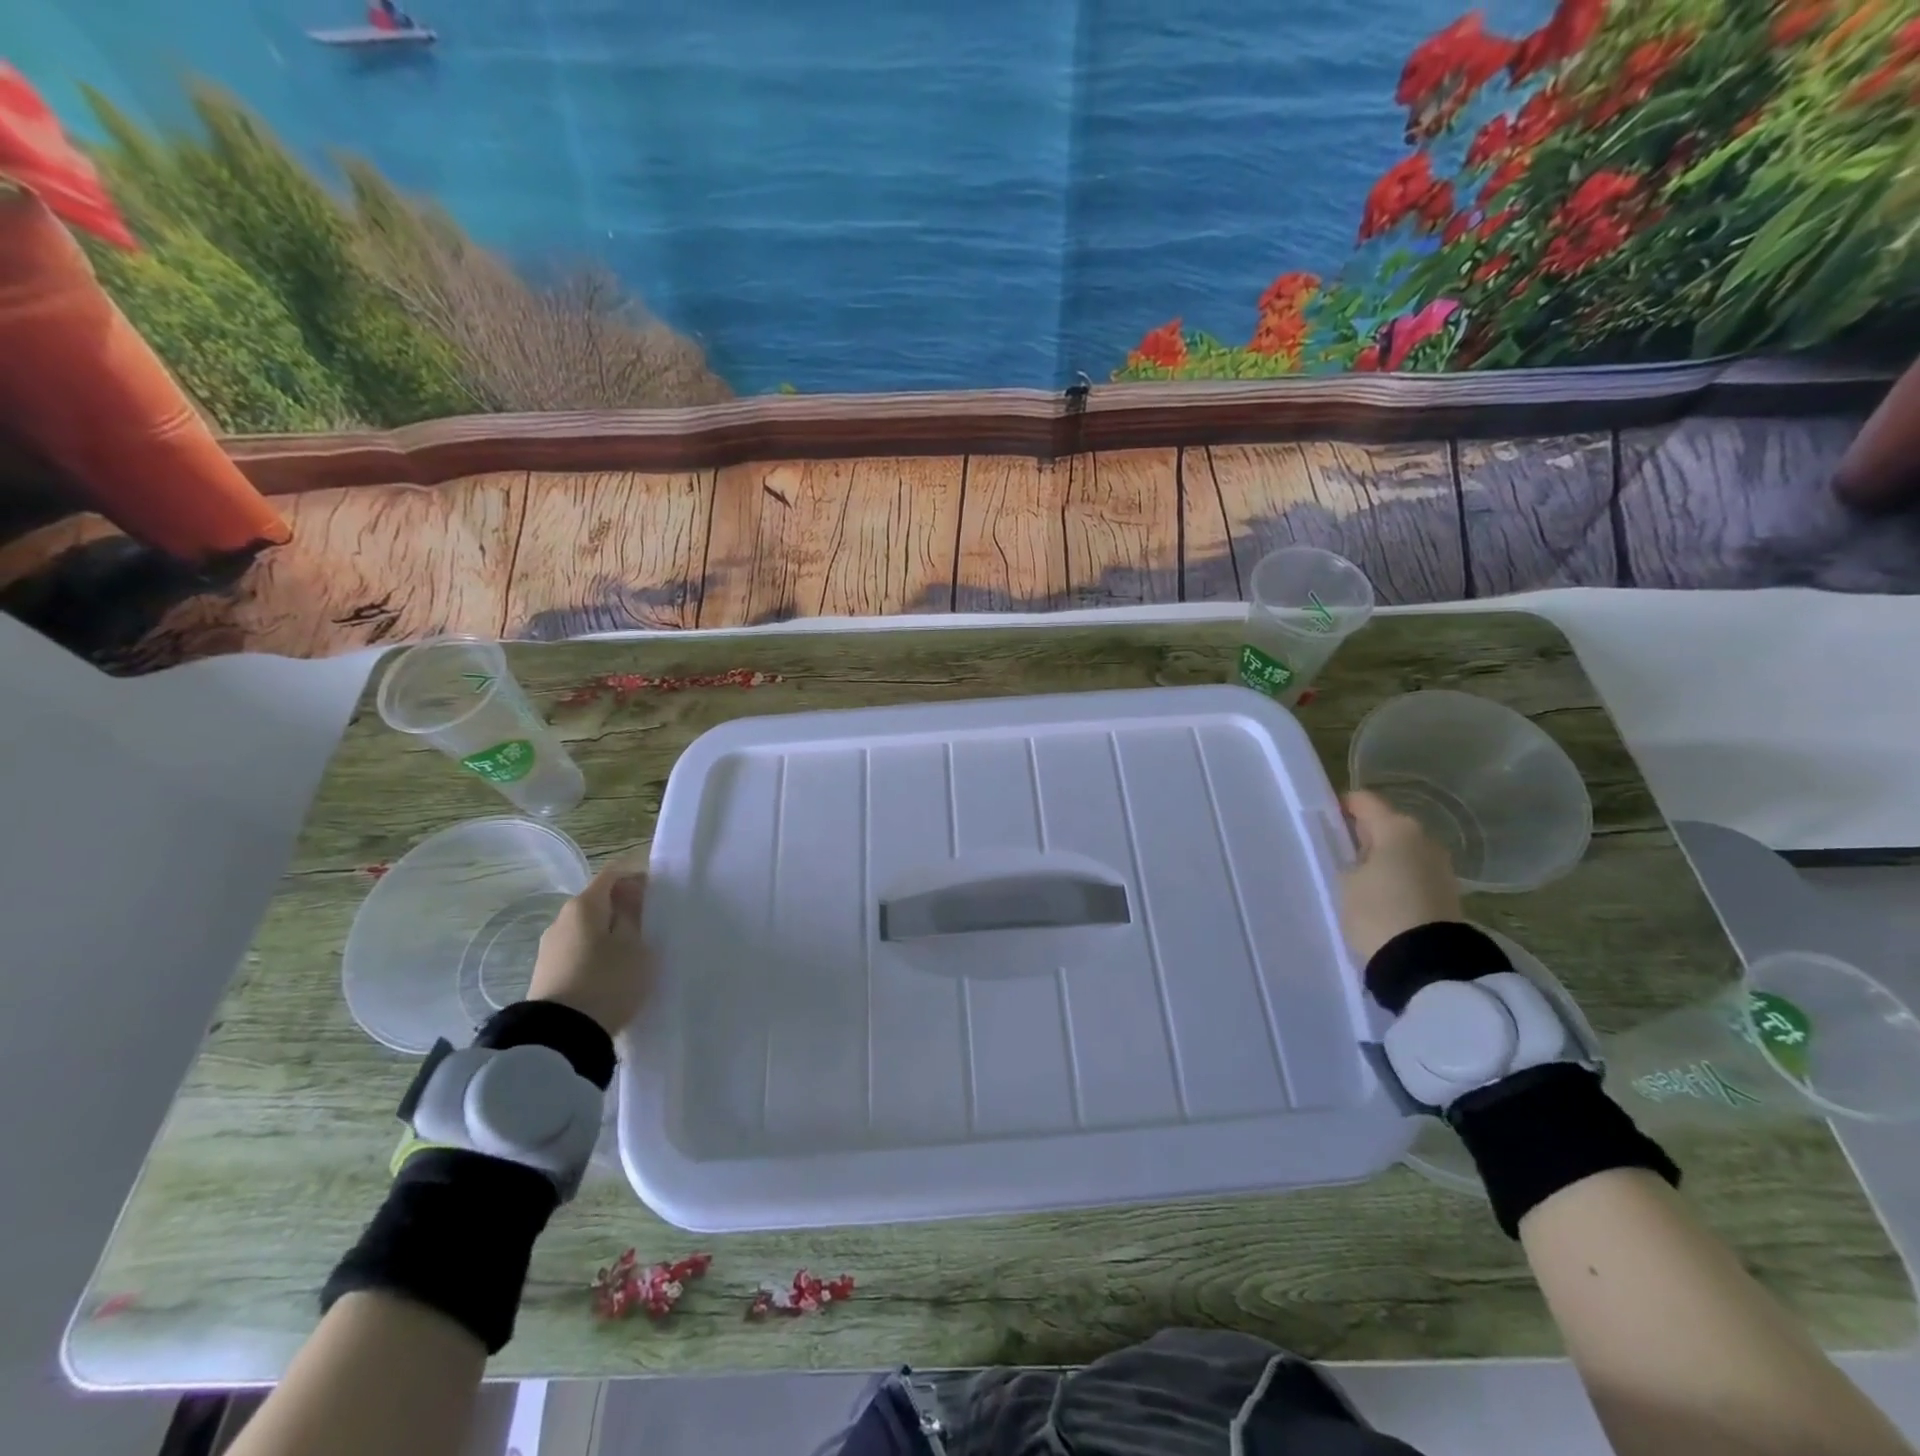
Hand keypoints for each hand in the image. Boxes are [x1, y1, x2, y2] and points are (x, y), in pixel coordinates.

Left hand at [528, 860, 651, 1036]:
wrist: (560, 1037)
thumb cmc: (607, 981)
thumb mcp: (635, 946)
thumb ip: (634, 915)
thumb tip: (630, 894)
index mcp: (583, 905)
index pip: (613, 874)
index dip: (637, 875)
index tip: (659, 892)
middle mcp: (561, 919)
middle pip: (599, 900)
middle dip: (625, 906)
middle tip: (652, 924)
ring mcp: (550, 947)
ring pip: (589, 927)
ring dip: (612, 931)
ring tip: (636, 951)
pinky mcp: (548, 972)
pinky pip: (580, 950)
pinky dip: (599, 951)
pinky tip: (613, 971)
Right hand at [1339, 790, 1462, 963]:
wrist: (1426, 963)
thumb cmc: (1377, 911)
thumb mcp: (1345, 881)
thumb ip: (1347, 858)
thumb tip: (1355, 854)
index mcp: (1397, 827)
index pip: (1364, 801)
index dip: (1341, 806)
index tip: (1323, 822)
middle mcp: (1425, 838)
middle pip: (1386, 825)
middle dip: (1362, 835)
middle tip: (1337, 855)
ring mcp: (1440, 866)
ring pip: (1401, 850)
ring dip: (1380, 859)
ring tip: (1356, 880)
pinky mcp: (1446, 892)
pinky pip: (1413, 873)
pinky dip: (1395, 878)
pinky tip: (1379, 896)